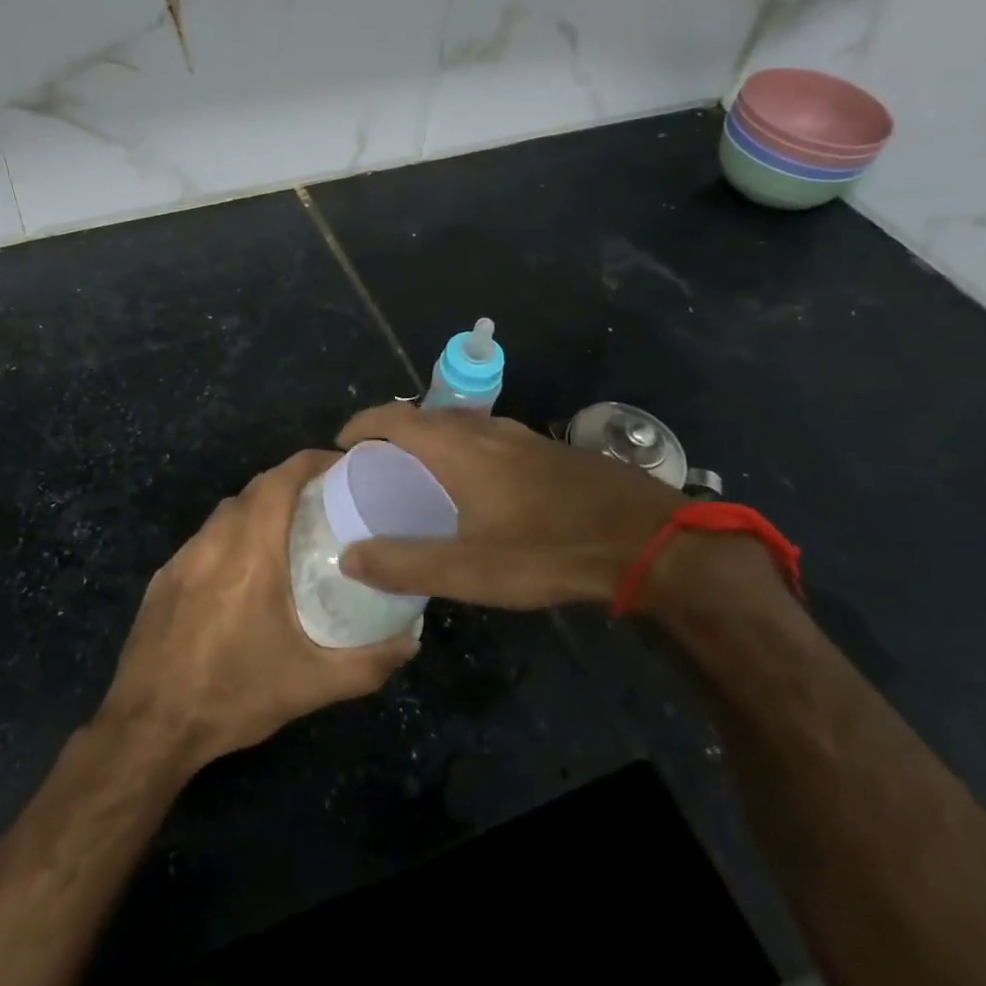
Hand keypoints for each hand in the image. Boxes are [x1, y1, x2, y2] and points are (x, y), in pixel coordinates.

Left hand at [97, 449, 418, 770]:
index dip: (312, 462)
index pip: (281, 479)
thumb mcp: (310, 686)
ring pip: (227, 512)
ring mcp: (182, 557)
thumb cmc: (233, 695)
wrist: (149, 727)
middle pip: (255, 489)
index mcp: (250, 550)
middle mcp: (214, 540)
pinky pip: (205, 539)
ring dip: (259, 509)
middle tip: (327, 503)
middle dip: (291, 483)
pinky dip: (231, 536)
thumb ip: (367, 662)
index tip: (343, 466)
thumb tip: (411, 637)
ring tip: (290, 533)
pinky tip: (243, 573)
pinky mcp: (164, 577)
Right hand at [333, 403, 687, 609]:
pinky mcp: (547, 449)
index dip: (362, 424)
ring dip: (430, 440)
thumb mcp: (470, 569)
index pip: (394, 417)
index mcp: (458, 447)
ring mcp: (520, 435)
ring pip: (460, 425)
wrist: (644, 538)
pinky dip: (462, 450)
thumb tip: (349, 556)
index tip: (340, 444)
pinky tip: (476, 487)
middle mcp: (485, 429)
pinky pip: (487, 437)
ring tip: (418, 475)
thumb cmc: (548, 549)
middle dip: (393, 432)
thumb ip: (405, 563)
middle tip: (374, 466)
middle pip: (425, 416)